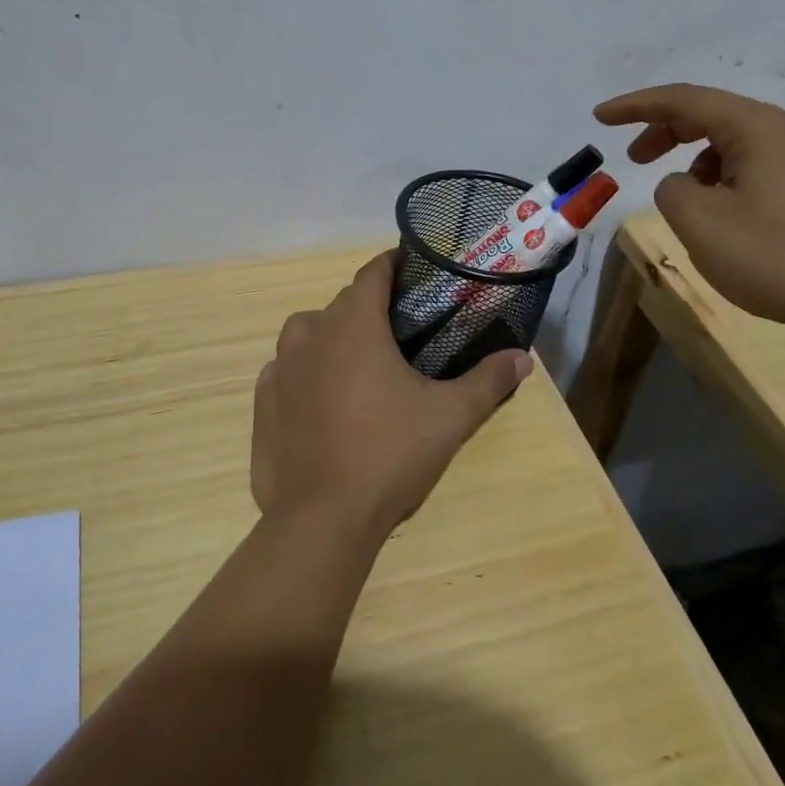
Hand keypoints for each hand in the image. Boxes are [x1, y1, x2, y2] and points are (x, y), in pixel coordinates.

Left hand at [252, 252, 531, 543]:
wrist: (321, 519)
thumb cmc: (389, 455)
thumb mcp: (449, 417)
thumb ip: (488, 381)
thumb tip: (523, 358)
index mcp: (352, 323)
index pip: (374, 271)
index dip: (396, 266)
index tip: (417, 274)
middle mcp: (309, 332)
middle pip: (345, 304)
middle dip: (373, 311)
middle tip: (404, 335)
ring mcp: (279, 366)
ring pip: (312, 335)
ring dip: (336, 340)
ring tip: (364, 370)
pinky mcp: (262, 399)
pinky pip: (289, 370)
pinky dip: (309, 374)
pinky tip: (327, 404)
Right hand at [593, 83, 784, 337]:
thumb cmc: (780, 255)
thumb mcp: (701, 223)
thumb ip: (672, 190)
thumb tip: (683, 183)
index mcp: (755, 128)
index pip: (682, 100)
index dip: (635, 106)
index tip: (599, 116)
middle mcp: (783, 133)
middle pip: (709, 115)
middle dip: (663, 131)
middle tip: (632, 159)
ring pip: (732, 144)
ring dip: (693, 161)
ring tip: (680, 199)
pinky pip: (752, 168)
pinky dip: (720, 179)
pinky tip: (719, 216)